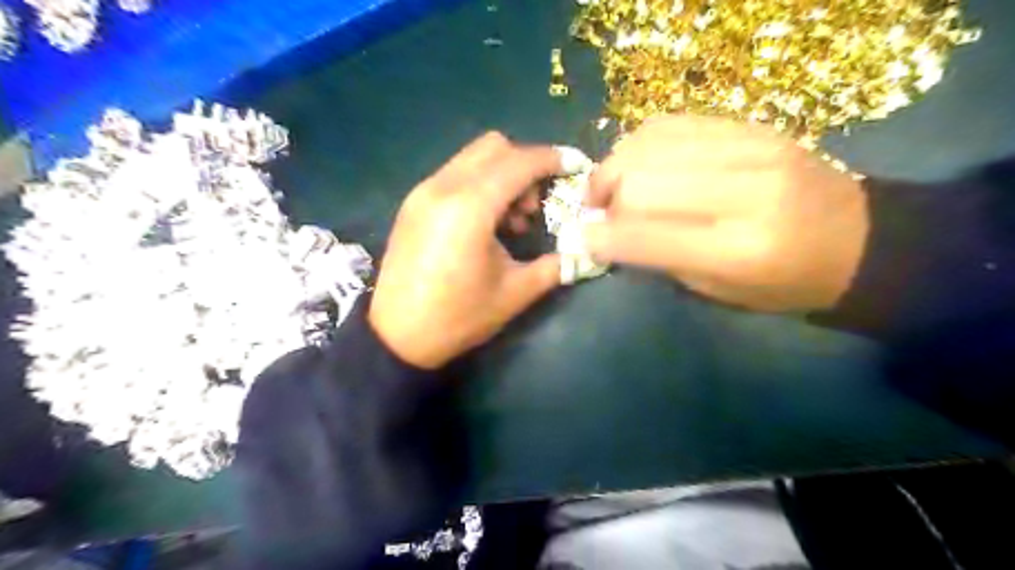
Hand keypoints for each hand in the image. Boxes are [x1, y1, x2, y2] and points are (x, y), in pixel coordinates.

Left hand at [372, 133, 562, 369]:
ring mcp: (423, 192)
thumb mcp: (514, 294)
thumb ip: (554, 266)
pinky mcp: (412, 203)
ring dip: (501, 174)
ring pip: (472, 158)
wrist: (396, 337)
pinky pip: (454, 174)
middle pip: (494, 147)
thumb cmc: (458, 317)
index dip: (552, 160)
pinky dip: (479, 184)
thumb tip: (583, 252)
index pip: (519, 162)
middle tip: (535, 205)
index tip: (574, 167)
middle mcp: (443, 187)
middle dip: (525, 165)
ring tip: (509, 220)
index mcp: (470, 208)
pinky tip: (484, 222)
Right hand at [584, 113, 868, 311]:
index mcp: (739, 251)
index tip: (581, 238)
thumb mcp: (719, 291)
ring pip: (650, 144)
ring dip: (616, 167)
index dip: (601, 237)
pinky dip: (640, 144)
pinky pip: (673, 123)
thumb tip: (607, 231)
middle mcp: (746, 193)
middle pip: (642, 181)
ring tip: (610, 185)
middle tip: (599, 213)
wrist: (858, 239)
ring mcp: (752, 150)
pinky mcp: (752, 127)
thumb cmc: (784, 283)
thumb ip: (660, 259)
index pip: (646, 236)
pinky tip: (637, 162)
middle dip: (606, 199)